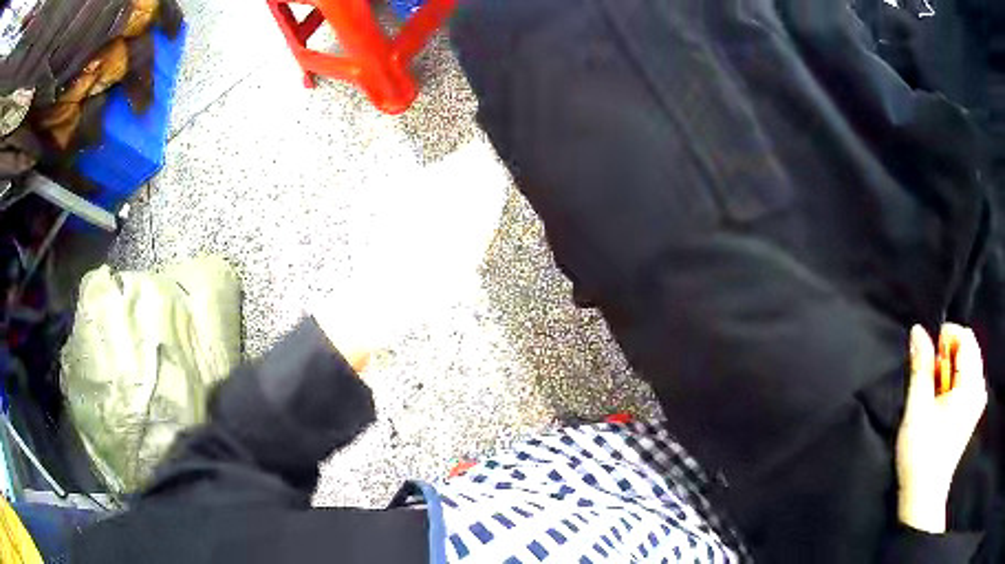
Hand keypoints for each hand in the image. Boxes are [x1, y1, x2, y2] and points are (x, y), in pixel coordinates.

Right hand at [895, 324, 987, 532]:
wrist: (924, 495)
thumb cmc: (920, 455)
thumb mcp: (916, 409)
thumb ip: (920, 366)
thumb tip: (918, 331)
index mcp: (970, 386)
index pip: (964, 336)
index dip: (944, 340)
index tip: (929, 360)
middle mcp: (979, 388)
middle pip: (969, 346)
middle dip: (948, 355)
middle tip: (932, 381)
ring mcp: (979, 400)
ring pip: (970, 361)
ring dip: (952, 369)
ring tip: (937, 394)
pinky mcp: (975, 410)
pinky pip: (971, 377)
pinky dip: (958, 381)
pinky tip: (946, 402)